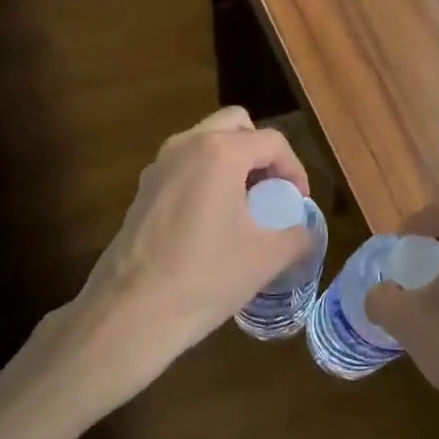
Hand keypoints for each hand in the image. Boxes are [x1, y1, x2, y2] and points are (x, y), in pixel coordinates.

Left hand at [30, 107, 311, 415]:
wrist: (130, 314)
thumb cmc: (205, 277)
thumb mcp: (265, 258)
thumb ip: (298, 236)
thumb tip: (308, 233)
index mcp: (220, 152)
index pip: (272, 142)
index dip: (295, 170)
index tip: (298, 204)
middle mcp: (186, 144)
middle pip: (236, 124)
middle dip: (261, 152)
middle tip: (271, 190)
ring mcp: (159, 165)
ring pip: (206, 141)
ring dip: (232, 162)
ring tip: (245, 205)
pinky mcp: (143, 189)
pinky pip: (185, 165)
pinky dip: (206, 177)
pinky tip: (211, 222)